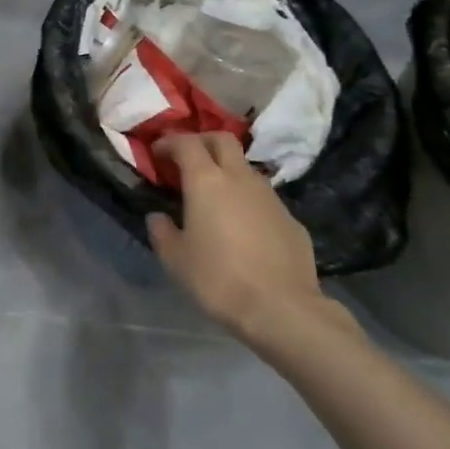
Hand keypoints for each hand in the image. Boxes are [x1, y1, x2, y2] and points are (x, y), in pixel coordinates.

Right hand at [148, 132, 361, 352]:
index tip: (157, 153)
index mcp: (206, 181)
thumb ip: (162, 232)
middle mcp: (240, 178)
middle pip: (222, 140)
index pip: (186, 142)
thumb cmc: (219, 279)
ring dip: (228, 172)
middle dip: (202, 142)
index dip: (169, 142)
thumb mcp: (176, 260)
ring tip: (216, 197)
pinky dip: (249, 202)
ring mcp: (270, 197)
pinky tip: (244, 229)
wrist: (282, 309)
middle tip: (188, 160)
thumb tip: (158, 218)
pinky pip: (264, 199)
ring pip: (246, 169)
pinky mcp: (292, 219)